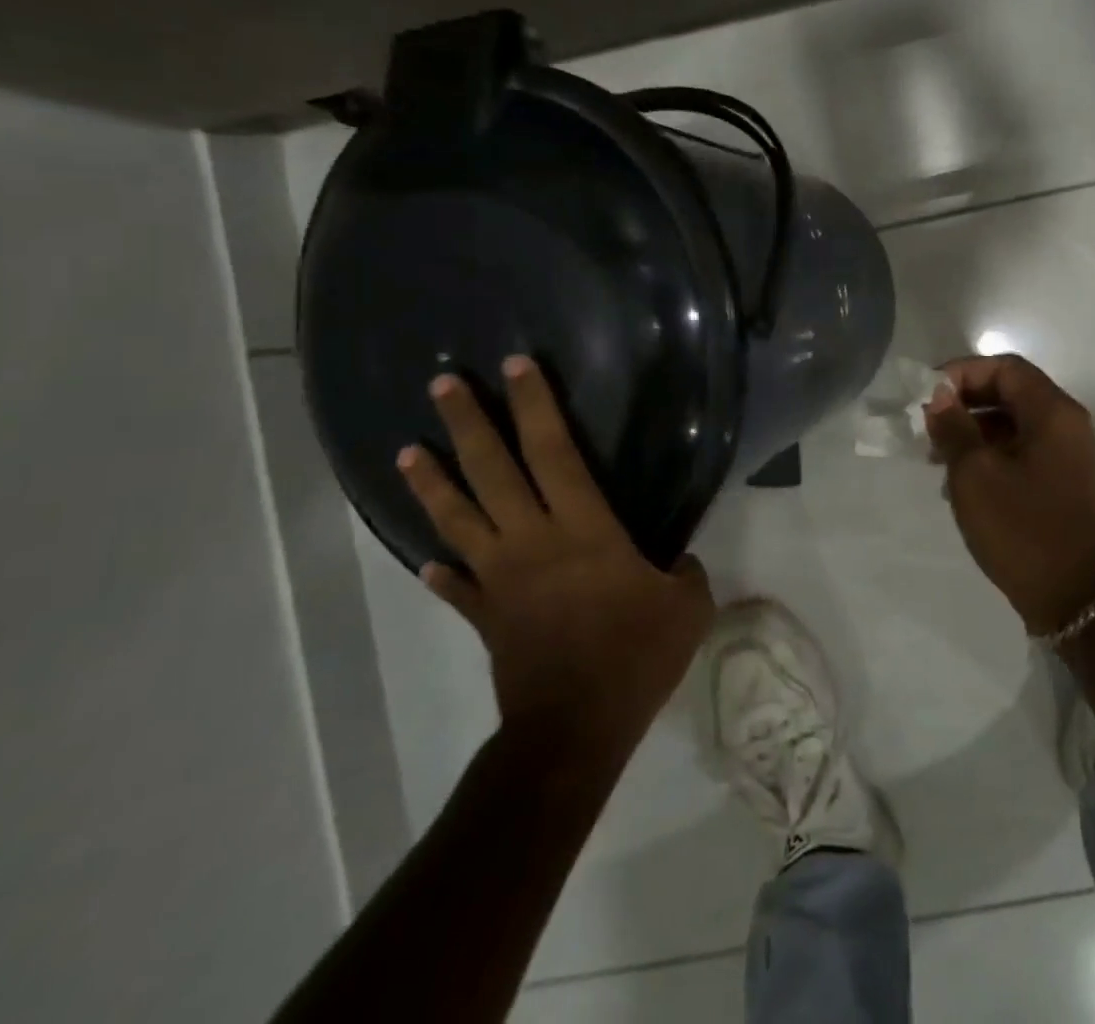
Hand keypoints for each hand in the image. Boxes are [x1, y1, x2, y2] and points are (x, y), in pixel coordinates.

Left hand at [397, 356, 714, 764]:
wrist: (574, 728)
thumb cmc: (635, 655)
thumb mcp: (687, 606)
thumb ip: (685, 571)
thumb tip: (675, 562)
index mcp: (582, 528)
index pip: (554, 451)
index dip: (535, 405)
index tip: (516, 366)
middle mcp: (532, 541)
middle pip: (492, 470)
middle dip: (468, 423)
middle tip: (443, 384)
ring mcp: (500, 579)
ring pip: (457, 519)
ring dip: (432, 482)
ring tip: (407, 451)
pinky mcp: (486, 616)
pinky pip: (456, 586)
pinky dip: (440, 571)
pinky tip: (426, 561)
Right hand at [923, 355, 1094, 634]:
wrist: (1072, 595)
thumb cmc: (1021, 527)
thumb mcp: (975, 473)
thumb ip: (954, 426)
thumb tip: (939, 395)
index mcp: (1052, 412)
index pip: (1005, 368)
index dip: (963, 373)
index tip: (928, 396)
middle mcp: (1065, 423)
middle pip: (1010, 391)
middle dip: (965, 402)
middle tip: (928, 425)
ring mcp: (1065, 453)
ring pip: (1012, 422)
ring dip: (973, 429)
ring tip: (936, 454)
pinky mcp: (1059, 479)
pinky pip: (1020, 448)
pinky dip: (989, 452)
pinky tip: (959, 477)